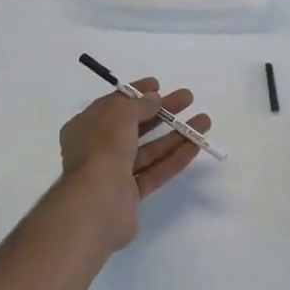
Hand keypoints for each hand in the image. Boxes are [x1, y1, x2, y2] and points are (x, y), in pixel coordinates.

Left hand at [57, 81, 211, 251]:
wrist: (96, 205)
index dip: (136, 93)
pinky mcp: (130, 195)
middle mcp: (97, 149)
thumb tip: (153, 99)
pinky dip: (174, 158)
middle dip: (161, 111)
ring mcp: (114, 173)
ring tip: (204, 121)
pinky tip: (195, 145)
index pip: (113, 105)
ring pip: (148, 150)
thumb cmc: (102, 149)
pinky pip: (155, 172)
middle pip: (134, 125)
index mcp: (85, 127)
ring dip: (175, 134)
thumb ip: (139, 104)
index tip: (159, 85)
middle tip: (188, 98)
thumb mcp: (119, 115)